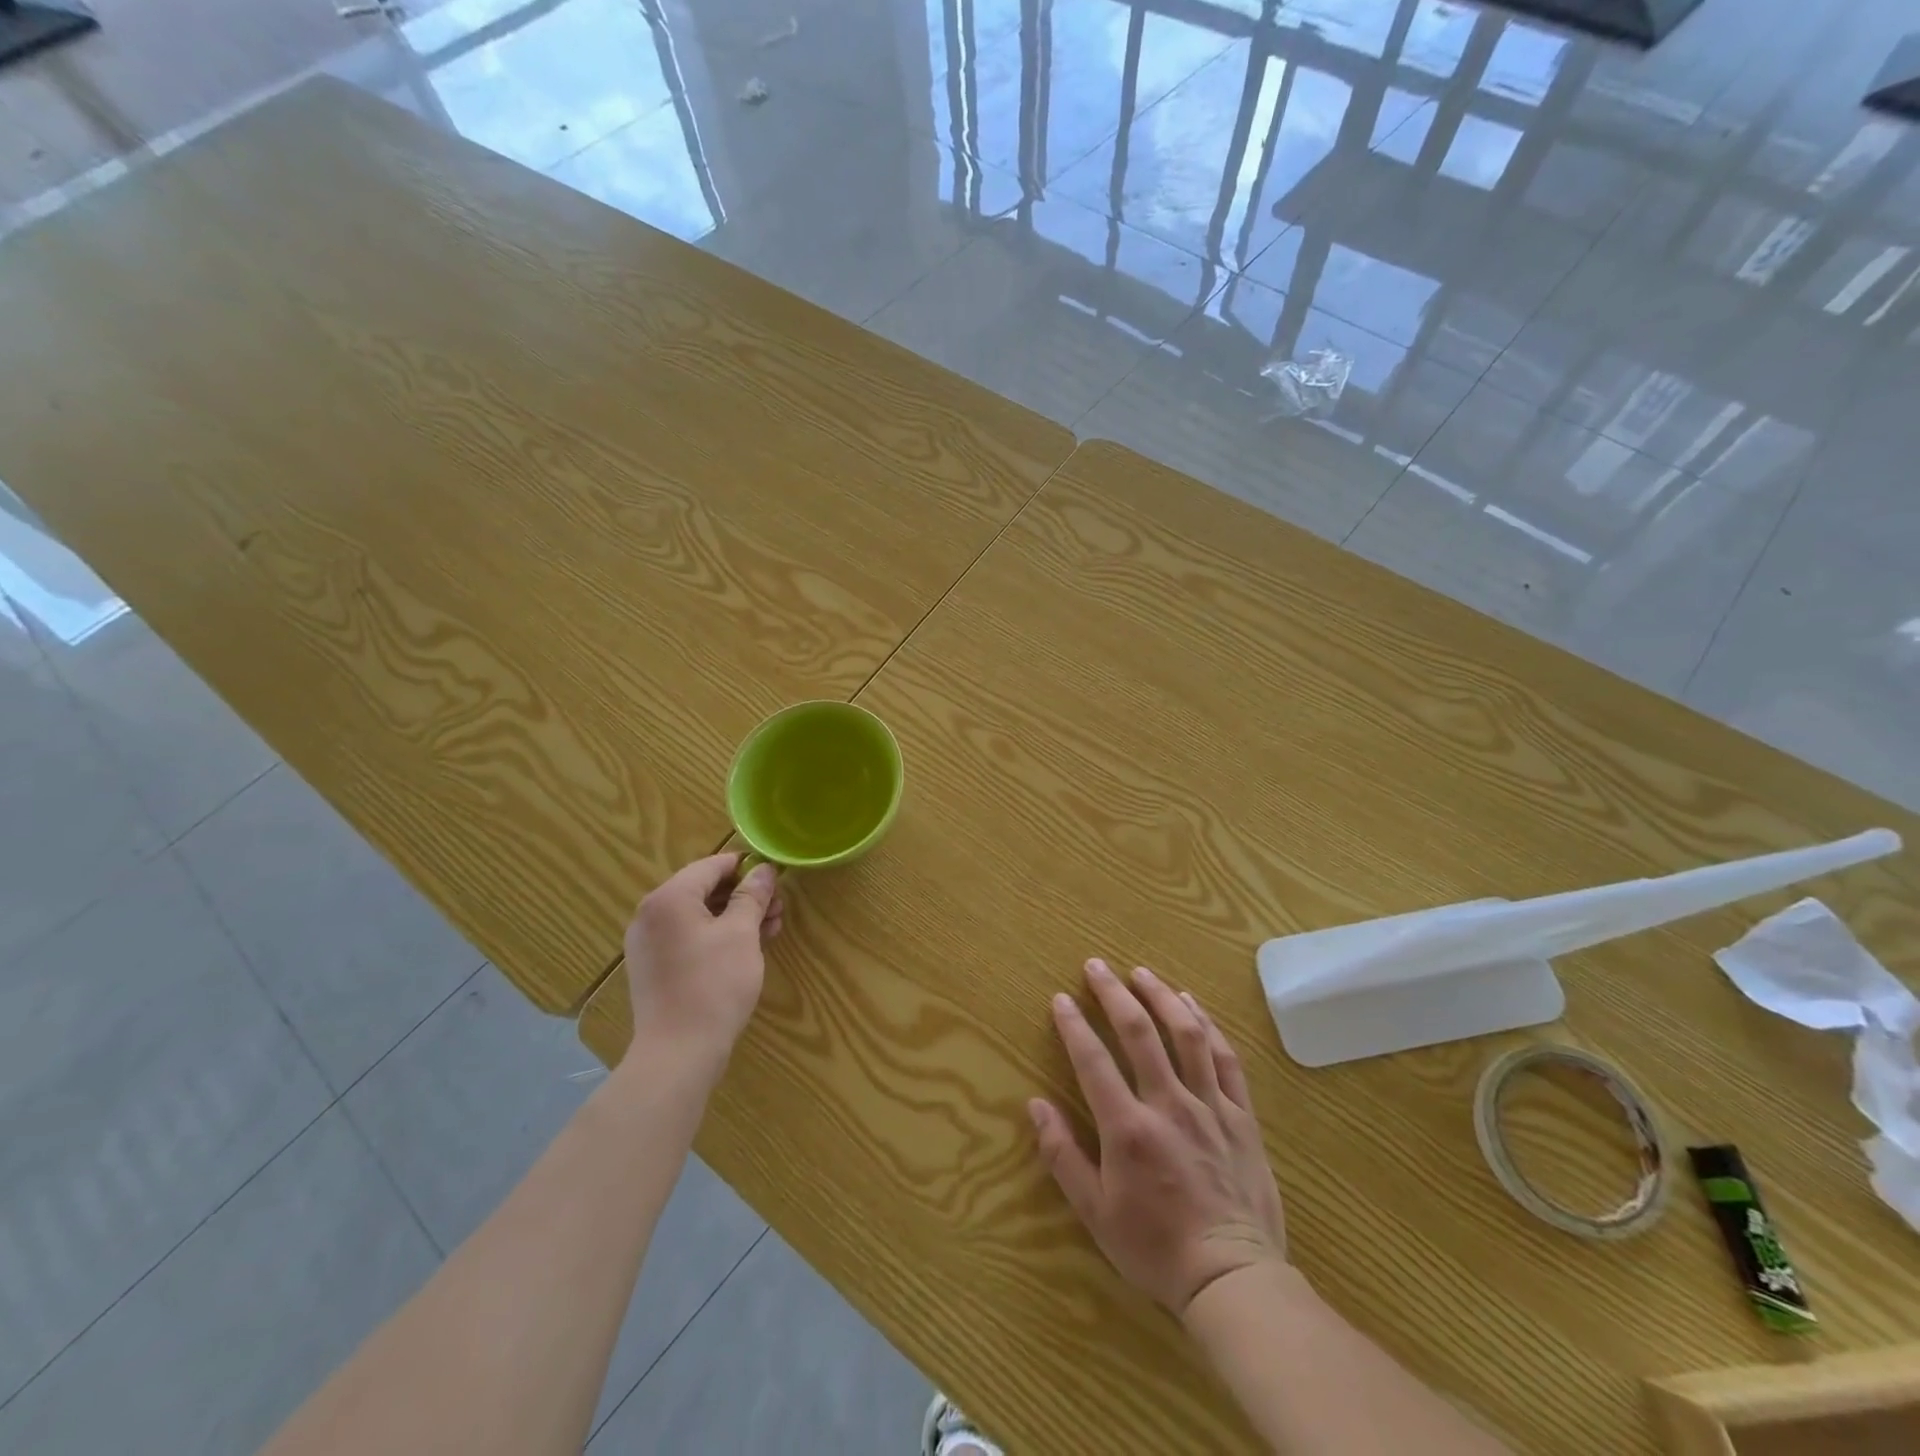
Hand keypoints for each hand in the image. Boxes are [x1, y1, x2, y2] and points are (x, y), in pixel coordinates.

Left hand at [624, 853, 783, 1065]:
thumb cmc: (714, 984)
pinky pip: (689, 938)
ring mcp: (649, 944)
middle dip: (744, 896)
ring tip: (771, 929)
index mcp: (668, 898)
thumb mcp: (741, 933)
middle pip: (704, 890)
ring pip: (698, 916)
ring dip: (735, 917)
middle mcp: (651, 915)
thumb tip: (764, 870)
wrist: (678, 1053)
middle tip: (778, 908)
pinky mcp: (654, 968)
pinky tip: (747, 949)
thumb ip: (752, 896)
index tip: (775, 876)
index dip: (746, 867)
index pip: (711, 866)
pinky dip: (717, 937)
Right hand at [1030, 959, 1285, 1316]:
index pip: (1093, 1061)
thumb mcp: (1095, 1212)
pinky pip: (1225, 1059)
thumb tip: (1035, 1105)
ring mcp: (1210, 1106)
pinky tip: (1192, 1005)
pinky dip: (1207, 1025)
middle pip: (1139, 1033)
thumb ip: (1062, 1155)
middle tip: (1096, 965)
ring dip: (1161, 996)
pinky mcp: (1241, 1115)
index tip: (1061, 998)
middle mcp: (1169, 1105)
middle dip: (1113, 993)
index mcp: (1129, 1128)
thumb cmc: (1155, 1247)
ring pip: (1186, 1035)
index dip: (1074, 1025)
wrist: (1233, 1278)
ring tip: (1142, 973)